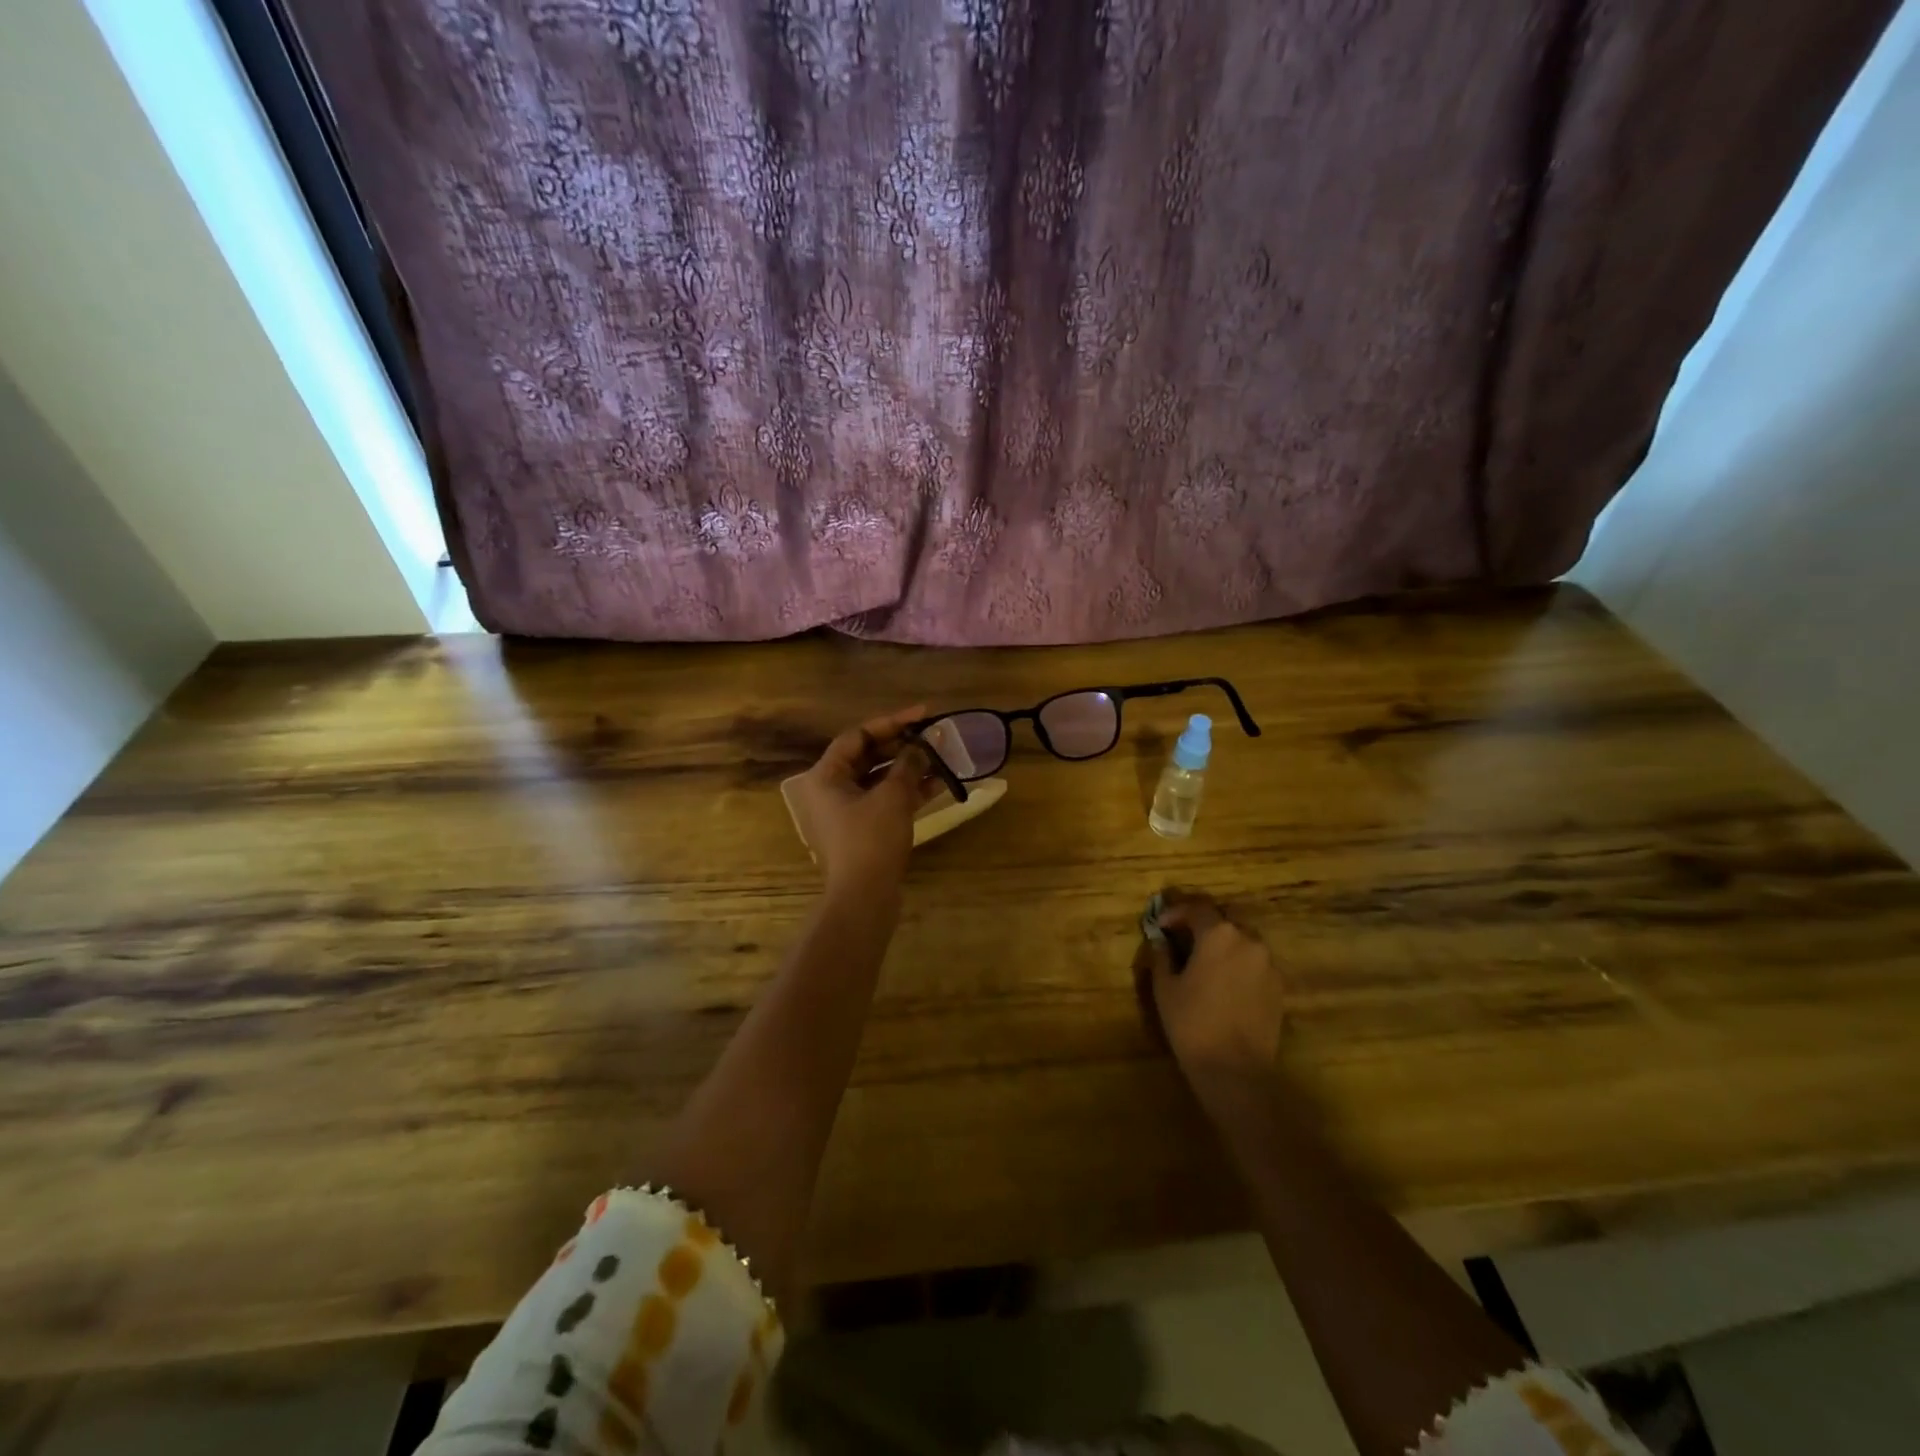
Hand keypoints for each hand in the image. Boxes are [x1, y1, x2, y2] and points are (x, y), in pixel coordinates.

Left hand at [789, 706, 941, 897]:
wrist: (863, 899)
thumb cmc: (870, 840)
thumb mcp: (892, 797)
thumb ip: (908, 766)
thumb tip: (921, 748)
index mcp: (825, 776)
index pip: (857, 736)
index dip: (890, 722)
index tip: (922, 715)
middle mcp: (831, 790)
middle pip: (868, 757)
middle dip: (903, 746)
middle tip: (934, 737)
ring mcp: (847, 812)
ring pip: (880, 779)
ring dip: (910, 769)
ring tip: (942, 758)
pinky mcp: (864, 830)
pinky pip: (886, 800)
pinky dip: (908, 792)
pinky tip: (939, 784)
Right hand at [1137, 888, 1284, 1077]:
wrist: (1235, 1070)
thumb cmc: (1192, 1023)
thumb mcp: (1165, 987)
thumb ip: (1162, 956)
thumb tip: (1160, 941)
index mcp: (1219, 934)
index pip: (1196, 908)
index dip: (1175, 913)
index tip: (1159, 926)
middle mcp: (1248, 940)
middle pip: (1224, 919)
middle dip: (1202, 924)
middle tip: (1182, 938)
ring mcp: (1268, 963)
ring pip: (1243, 939)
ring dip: (1223, 942)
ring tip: (1204, 960)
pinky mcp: (1278, 986)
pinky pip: (1255, 961)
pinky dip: (1238, 962)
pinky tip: (1224, 981)